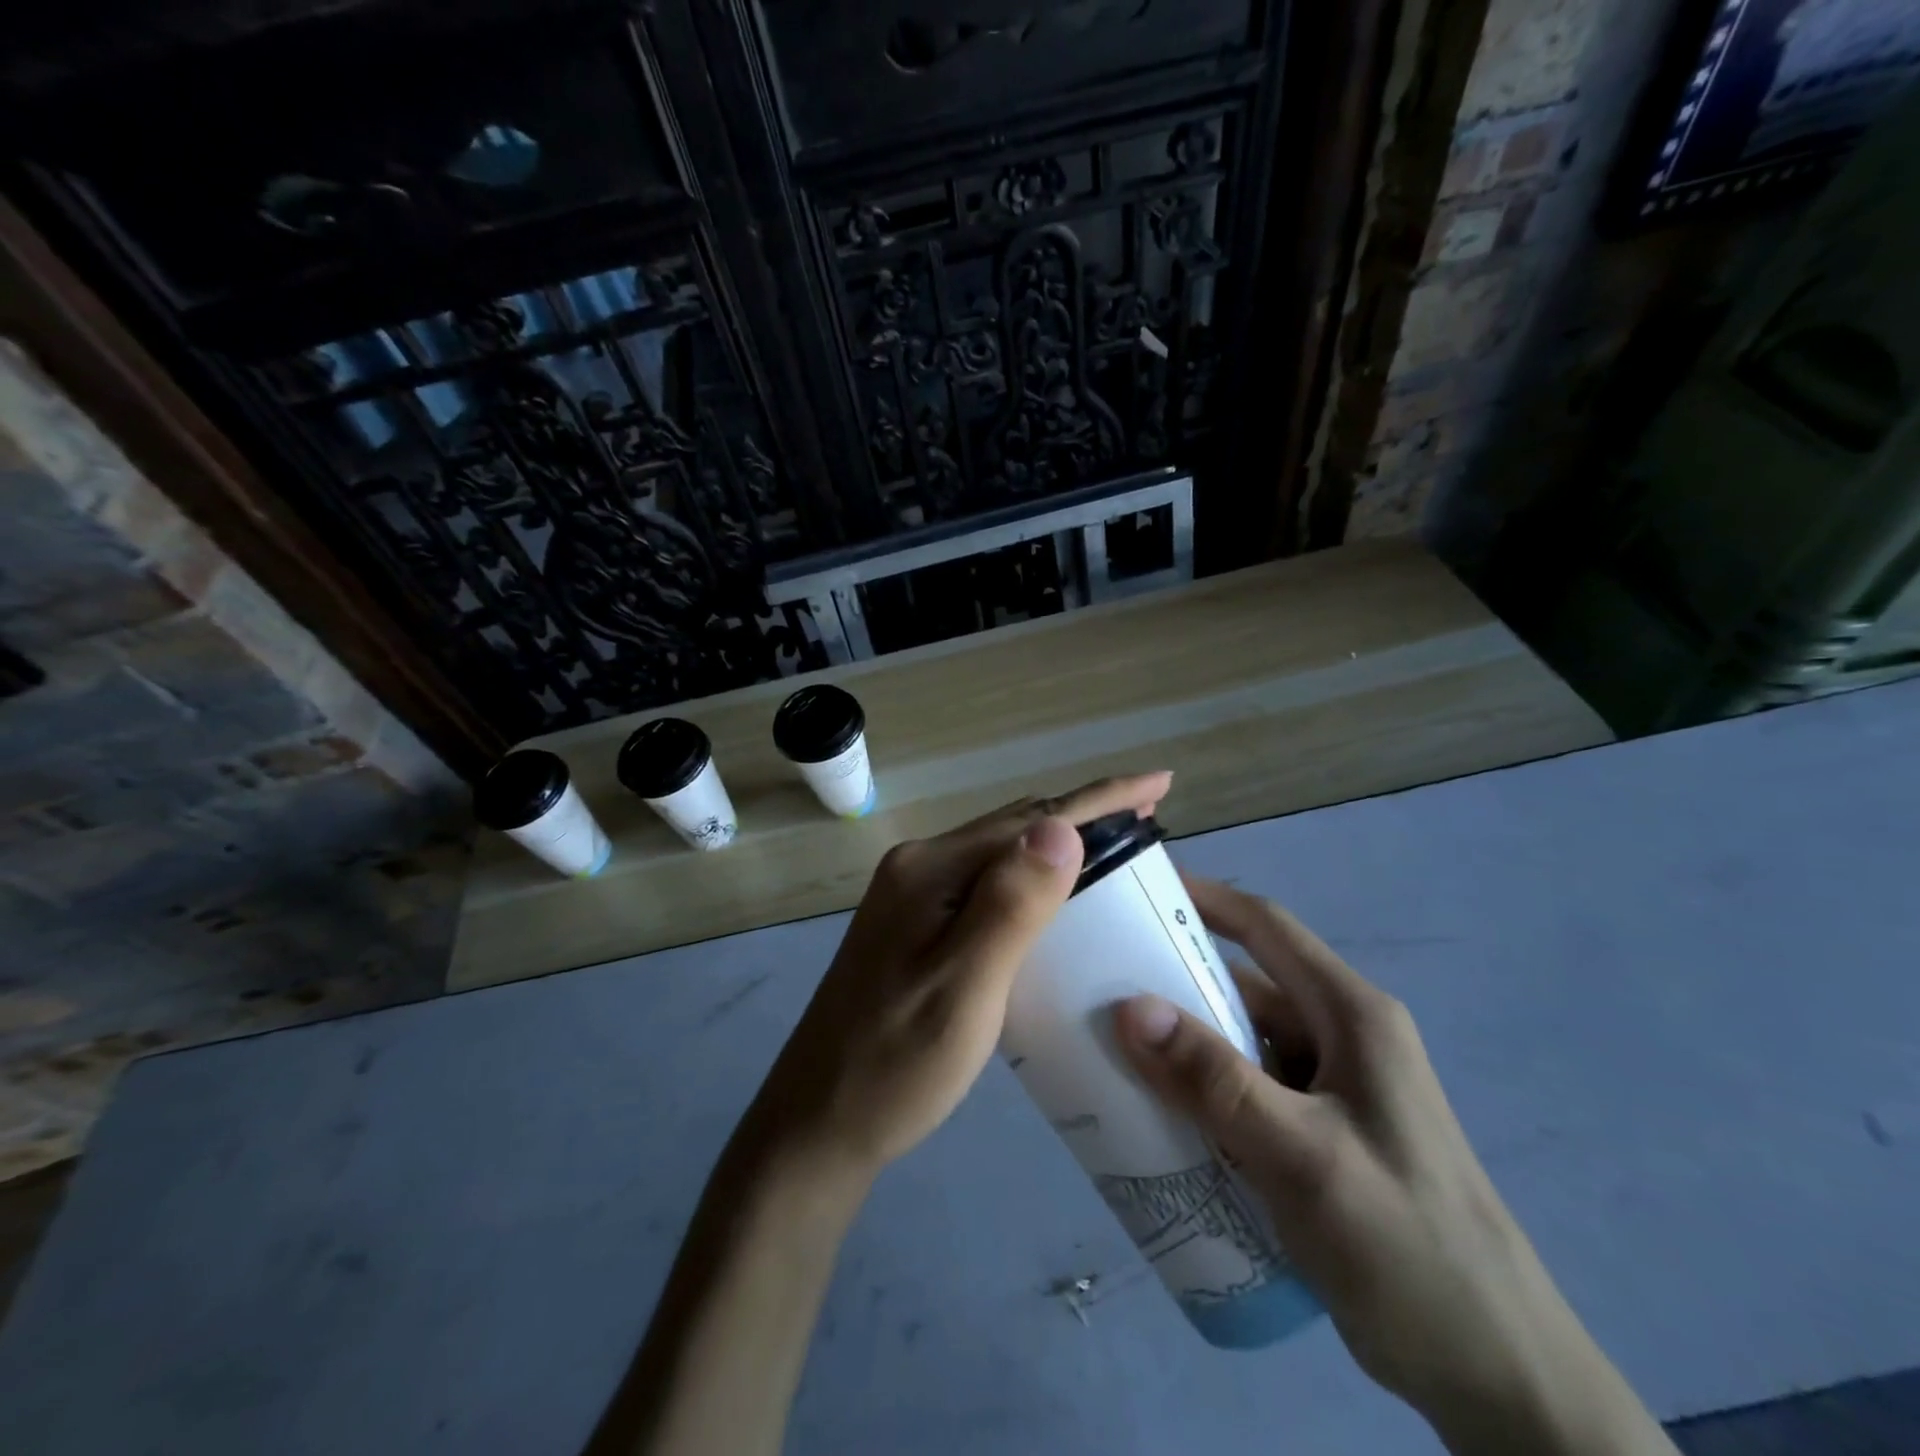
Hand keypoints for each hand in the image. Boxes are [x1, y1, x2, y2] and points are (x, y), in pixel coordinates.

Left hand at [745, 772, 1172, 1185]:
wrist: (818, 1123)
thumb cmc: (897, 1063)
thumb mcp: (964, 986)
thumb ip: (1011, 904)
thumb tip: (1062, 825)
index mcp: (930, 870)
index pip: (1030, 820)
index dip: (1100, 799)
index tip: (1159, 782)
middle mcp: (918, 868)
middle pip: (1014, 828)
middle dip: (1084, 817)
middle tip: (1149, 818)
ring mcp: (912, 897)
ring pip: (1000, 856)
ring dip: (1058, 847)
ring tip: (1116, 850)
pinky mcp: (913, 927)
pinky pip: (985, 885)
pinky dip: (1031, 881)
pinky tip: (1055, 900)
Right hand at [1114, 878, 1674, 1455]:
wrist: (1497, 1375)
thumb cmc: (1408, 1248)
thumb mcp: (1304, 1158)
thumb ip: (1216, 1081)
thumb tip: (1130, 1007)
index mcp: (1351, 1015)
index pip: (1266, 927)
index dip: (1202, 898)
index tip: (1135, 891)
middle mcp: (1342, 1037)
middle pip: (1245, 985)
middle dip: (1174, 978)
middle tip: (1098, 982)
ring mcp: (1333, 1087)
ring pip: (1242, 1040)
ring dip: (1184, 1041)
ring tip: (1111, 1047)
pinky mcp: (1320, 1132)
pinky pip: (1247, 1089)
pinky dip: (1202, 1089)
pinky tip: (1158, 1113)